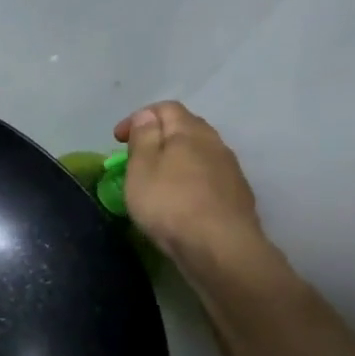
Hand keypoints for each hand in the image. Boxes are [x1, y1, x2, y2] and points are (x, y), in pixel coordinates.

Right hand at [113, 101, 267, 273]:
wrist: (219, 247)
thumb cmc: (169, 204)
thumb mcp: (142, 168)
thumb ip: (144, 138)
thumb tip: (146, 115)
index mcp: (189, 132)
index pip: (166, 108)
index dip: (139, 117)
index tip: (118, 139)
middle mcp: (215, 143)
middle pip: (186, 127)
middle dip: (159, 135)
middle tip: (135, 156)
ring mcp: (230, 169)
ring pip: (199, 152)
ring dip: (176, 158)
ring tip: (156, 178)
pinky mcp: (236, 194)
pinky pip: (208, 174)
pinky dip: (189, 177)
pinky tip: (179, 198)